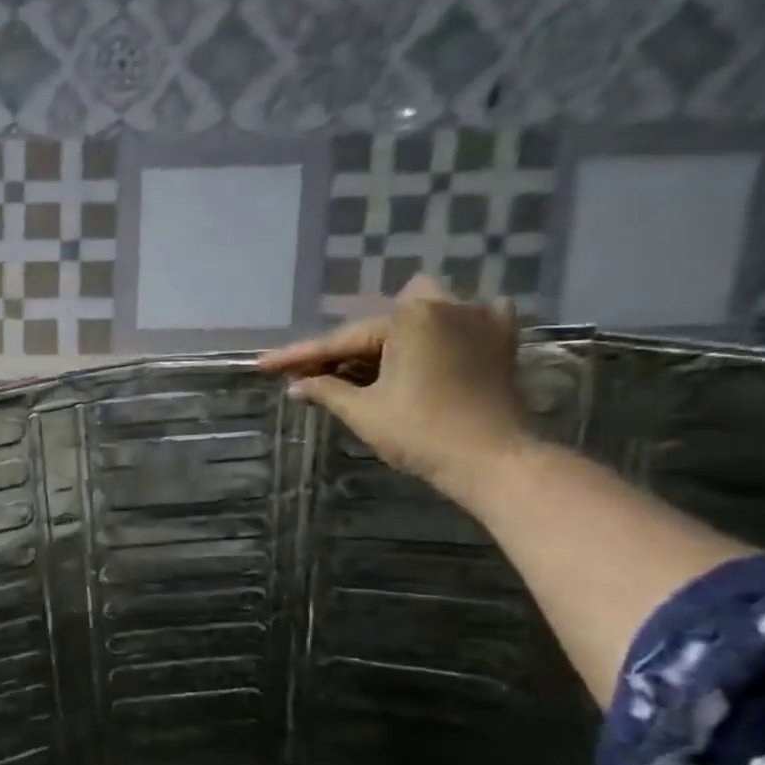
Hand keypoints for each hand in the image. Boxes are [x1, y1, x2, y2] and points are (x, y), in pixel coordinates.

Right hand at [257, 277, 530, 503]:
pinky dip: (434, 336)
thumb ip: (325, 390)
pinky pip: (457, 324)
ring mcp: (480, 317)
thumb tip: (295, 385)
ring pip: (416, 320)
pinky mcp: (500, 338)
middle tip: (313, 377)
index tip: (263, 366)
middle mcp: (446, 304)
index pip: (340, 340)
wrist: (493, 460)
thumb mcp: (364, 412)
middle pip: (378, 327)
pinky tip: (419, 354)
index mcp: (410, 317)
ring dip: (387, 342)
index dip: (299, 357)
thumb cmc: (422, 433)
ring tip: (361, 372)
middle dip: (345, 351)